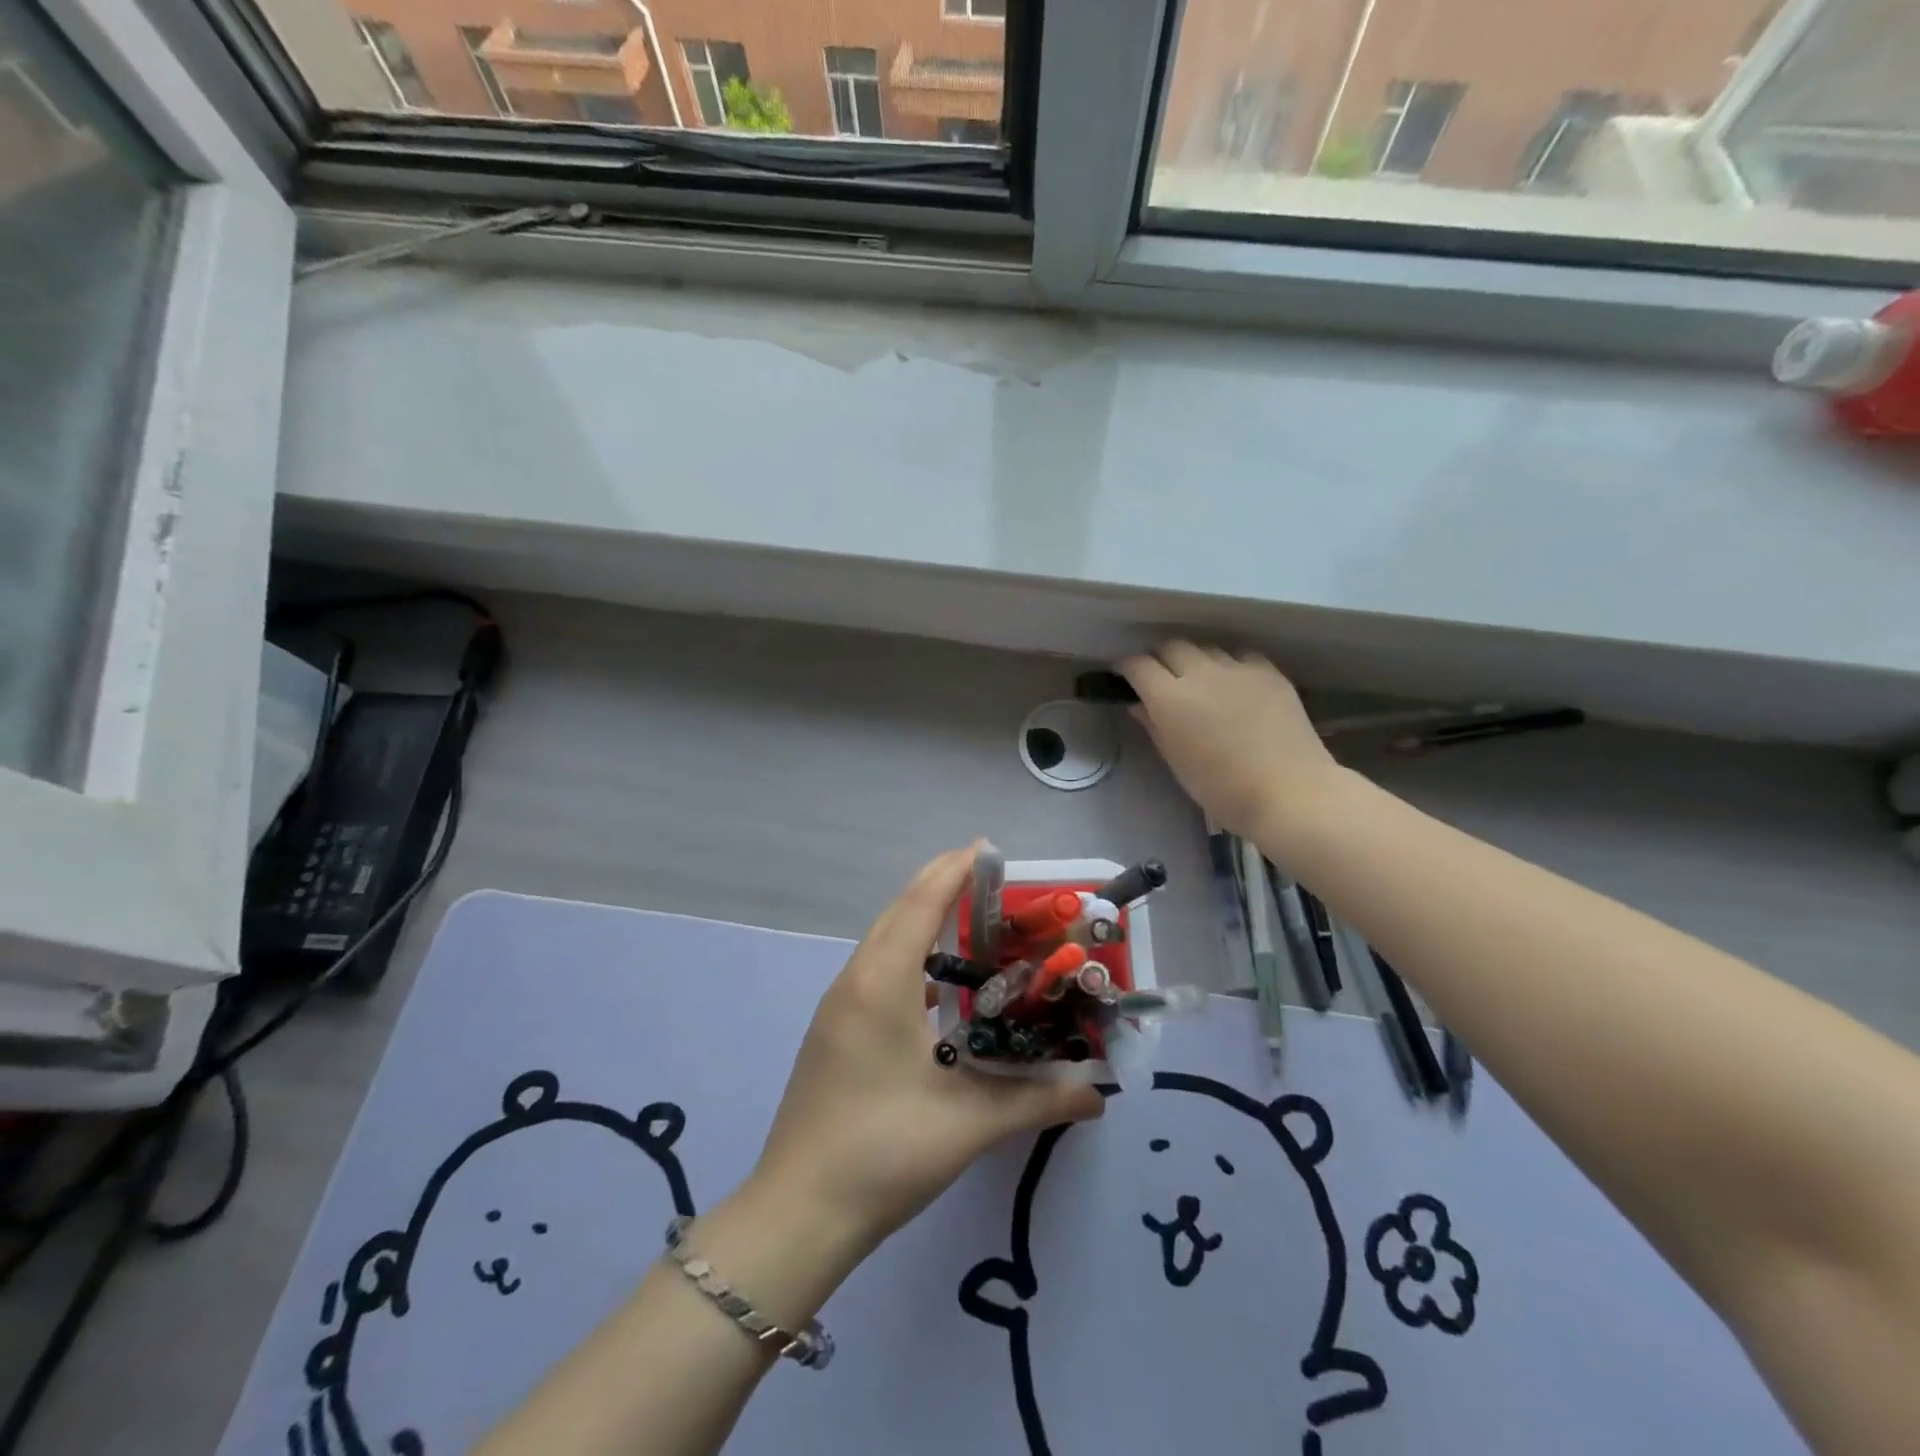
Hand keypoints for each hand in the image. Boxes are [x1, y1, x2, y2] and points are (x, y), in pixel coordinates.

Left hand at [750, 846, 1102, 1255]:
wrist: (797, 1212)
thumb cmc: (884, 1152)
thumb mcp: (969, 1124)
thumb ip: (1038, 1100)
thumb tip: (1099, 1094)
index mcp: (882, 984)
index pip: (921, 904)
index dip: (954, 870)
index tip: (989, 849)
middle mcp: (855, 981)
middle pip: (899, 912)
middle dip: (941, 885)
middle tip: (991, 880)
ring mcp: (838, 1006)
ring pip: (883, 940)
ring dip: (921, 920)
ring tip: (971, 922)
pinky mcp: (833, 1031)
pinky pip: (875, 970)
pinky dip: (908, 955)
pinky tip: (938, 986)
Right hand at [1120, 641, 1349, 846]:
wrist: (1289, 792)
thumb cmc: (1221, 789)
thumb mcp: (1177, 762)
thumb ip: (1154, 727)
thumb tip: (1139, 705)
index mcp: (1169, 698)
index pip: (1138, 665)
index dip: (1128, 668)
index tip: (1126, 677)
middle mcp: (1200, 673)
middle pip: (1172, 647)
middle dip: (1161, 658)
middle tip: (1162, 679)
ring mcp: (1237, 668)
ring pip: (1207, 648)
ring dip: (1196, 660)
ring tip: (1201, 681)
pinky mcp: (1269, 671)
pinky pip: (1240, 656)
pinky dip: (1230, 664)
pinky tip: (1234, 683)